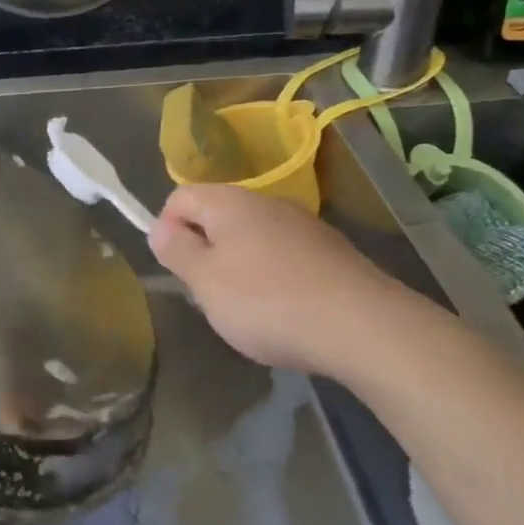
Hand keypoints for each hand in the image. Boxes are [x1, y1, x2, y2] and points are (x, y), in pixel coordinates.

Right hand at [148, 183, 444, 379]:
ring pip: (251, 237)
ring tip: (246, 309)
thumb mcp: (205, 281)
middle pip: (217, 216)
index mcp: (229, 201)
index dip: (166, 229)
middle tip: (207, 294)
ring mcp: (303, 224)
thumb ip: (177, 251)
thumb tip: (160, 228)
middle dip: (204, 252)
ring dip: (238, 266)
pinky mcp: (330, 251)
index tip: (176, 270)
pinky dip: (273, 278)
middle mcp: (266, 202)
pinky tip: (284, 312)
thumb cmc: (267, 302)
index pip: (180, 197)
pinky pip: (284, 256)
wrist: (363, 327)